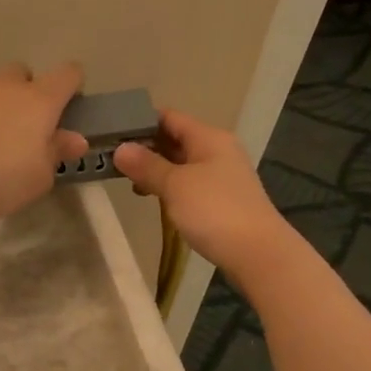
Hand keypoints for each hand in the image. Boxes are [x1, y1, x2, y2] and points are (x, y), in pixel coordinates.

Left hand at [0, 60, 89, 227]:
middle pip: (20, 70)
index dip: (72, 83)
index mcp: (38, 103)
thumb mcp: (38, 179)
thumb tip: (75, 138)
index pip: (66, 75)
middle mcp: (3, 85)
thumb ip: (56, 154)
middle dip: (23, 88)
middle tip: (18, 120)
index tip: (68, 101)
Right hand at [113, 110, 289, 276]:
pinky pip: (190, 183)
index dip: (140, 121)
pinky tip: (155, 199)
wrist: (258, 253)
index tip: (112, 132)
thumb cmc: (214, 210)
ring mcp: (223, 175)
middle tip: (113, 159)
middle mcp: (218, 150)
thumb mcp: (175, 185)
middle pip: (176, 139)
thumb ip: (147, 165)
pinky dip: (171, 187)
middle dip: (145, 148)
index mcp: (208, 137)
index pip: (169, 117)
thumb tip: (121, 149)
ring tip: (129, 182)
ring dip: (156, 170)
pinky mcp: (223, 199)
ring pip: (182, 163)